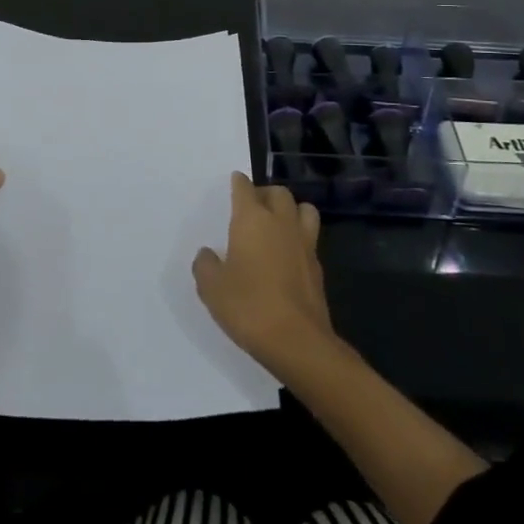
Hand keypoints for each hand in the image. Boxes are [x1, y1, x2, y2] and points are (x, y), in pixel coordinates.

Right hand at [193, 172, 333, 371]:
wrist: (297, 341)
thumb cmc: (248, 307)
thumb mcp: (212, 288)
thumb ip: (205, 265)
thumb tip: (208, 254)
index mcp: (252, 219)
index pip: (245, 188)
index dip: (238, 183)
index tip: (234, 181)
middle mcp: (281, 223)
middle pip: (278, 193)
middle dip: (265, 193)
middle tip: (253, 206)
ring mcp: (304, 243)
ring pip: (303, 209)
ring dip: (291, 210)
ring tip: (277, 224)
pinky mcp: (318, 266)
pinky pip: (310, 238)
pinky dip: (299, 237)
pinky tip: (288, 254)